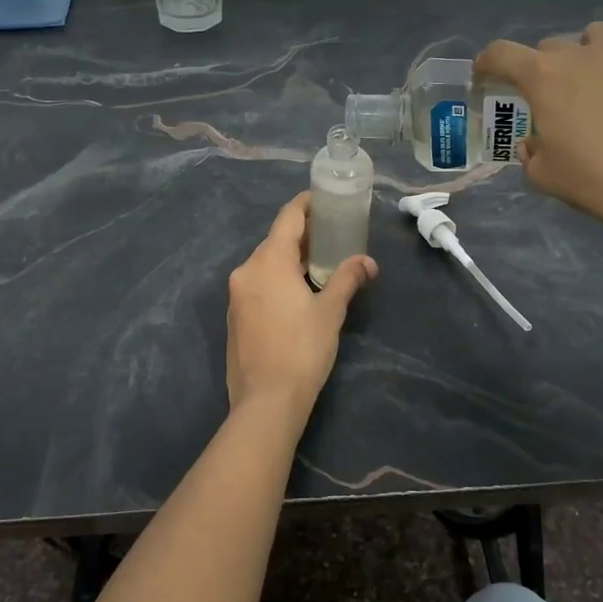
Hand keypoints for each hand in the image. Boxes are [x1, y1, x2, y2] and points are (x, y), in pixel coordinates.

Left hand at [226, 193, 376, 430]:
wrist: (266, 401)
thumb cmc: (302, 349)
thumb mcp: (331, 311)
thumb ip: (347, 279)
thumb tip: (368, 262)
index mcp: (268, 261)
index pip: (287, 218)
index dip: (306, 205)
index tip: (325, 200)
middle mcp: (246, 271)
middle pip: (274, 240)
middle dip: (301, 235)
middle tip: (331, 235)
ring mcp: (236, 295)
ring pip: (264, 263)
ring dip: (289, 259)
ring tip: (318, 264)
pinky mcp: (234, 316)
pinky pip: (257, 284)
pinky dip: (276, 279)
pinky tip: (296, 293)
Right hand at [475, 21, 602, 263]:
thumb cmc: (594, 181)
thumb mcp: (543, 175)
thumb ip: (531, 153)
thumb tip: (535, 143)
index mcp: (542, 78)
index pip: (501, 54)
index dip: (487, 62)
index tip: (485, 75)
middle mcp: (579, 55)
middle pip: (549, 46)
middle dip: (541, 68)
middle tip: (548, 98)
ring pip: (596, 34)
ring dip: (587, 51)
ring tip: (592, 77)